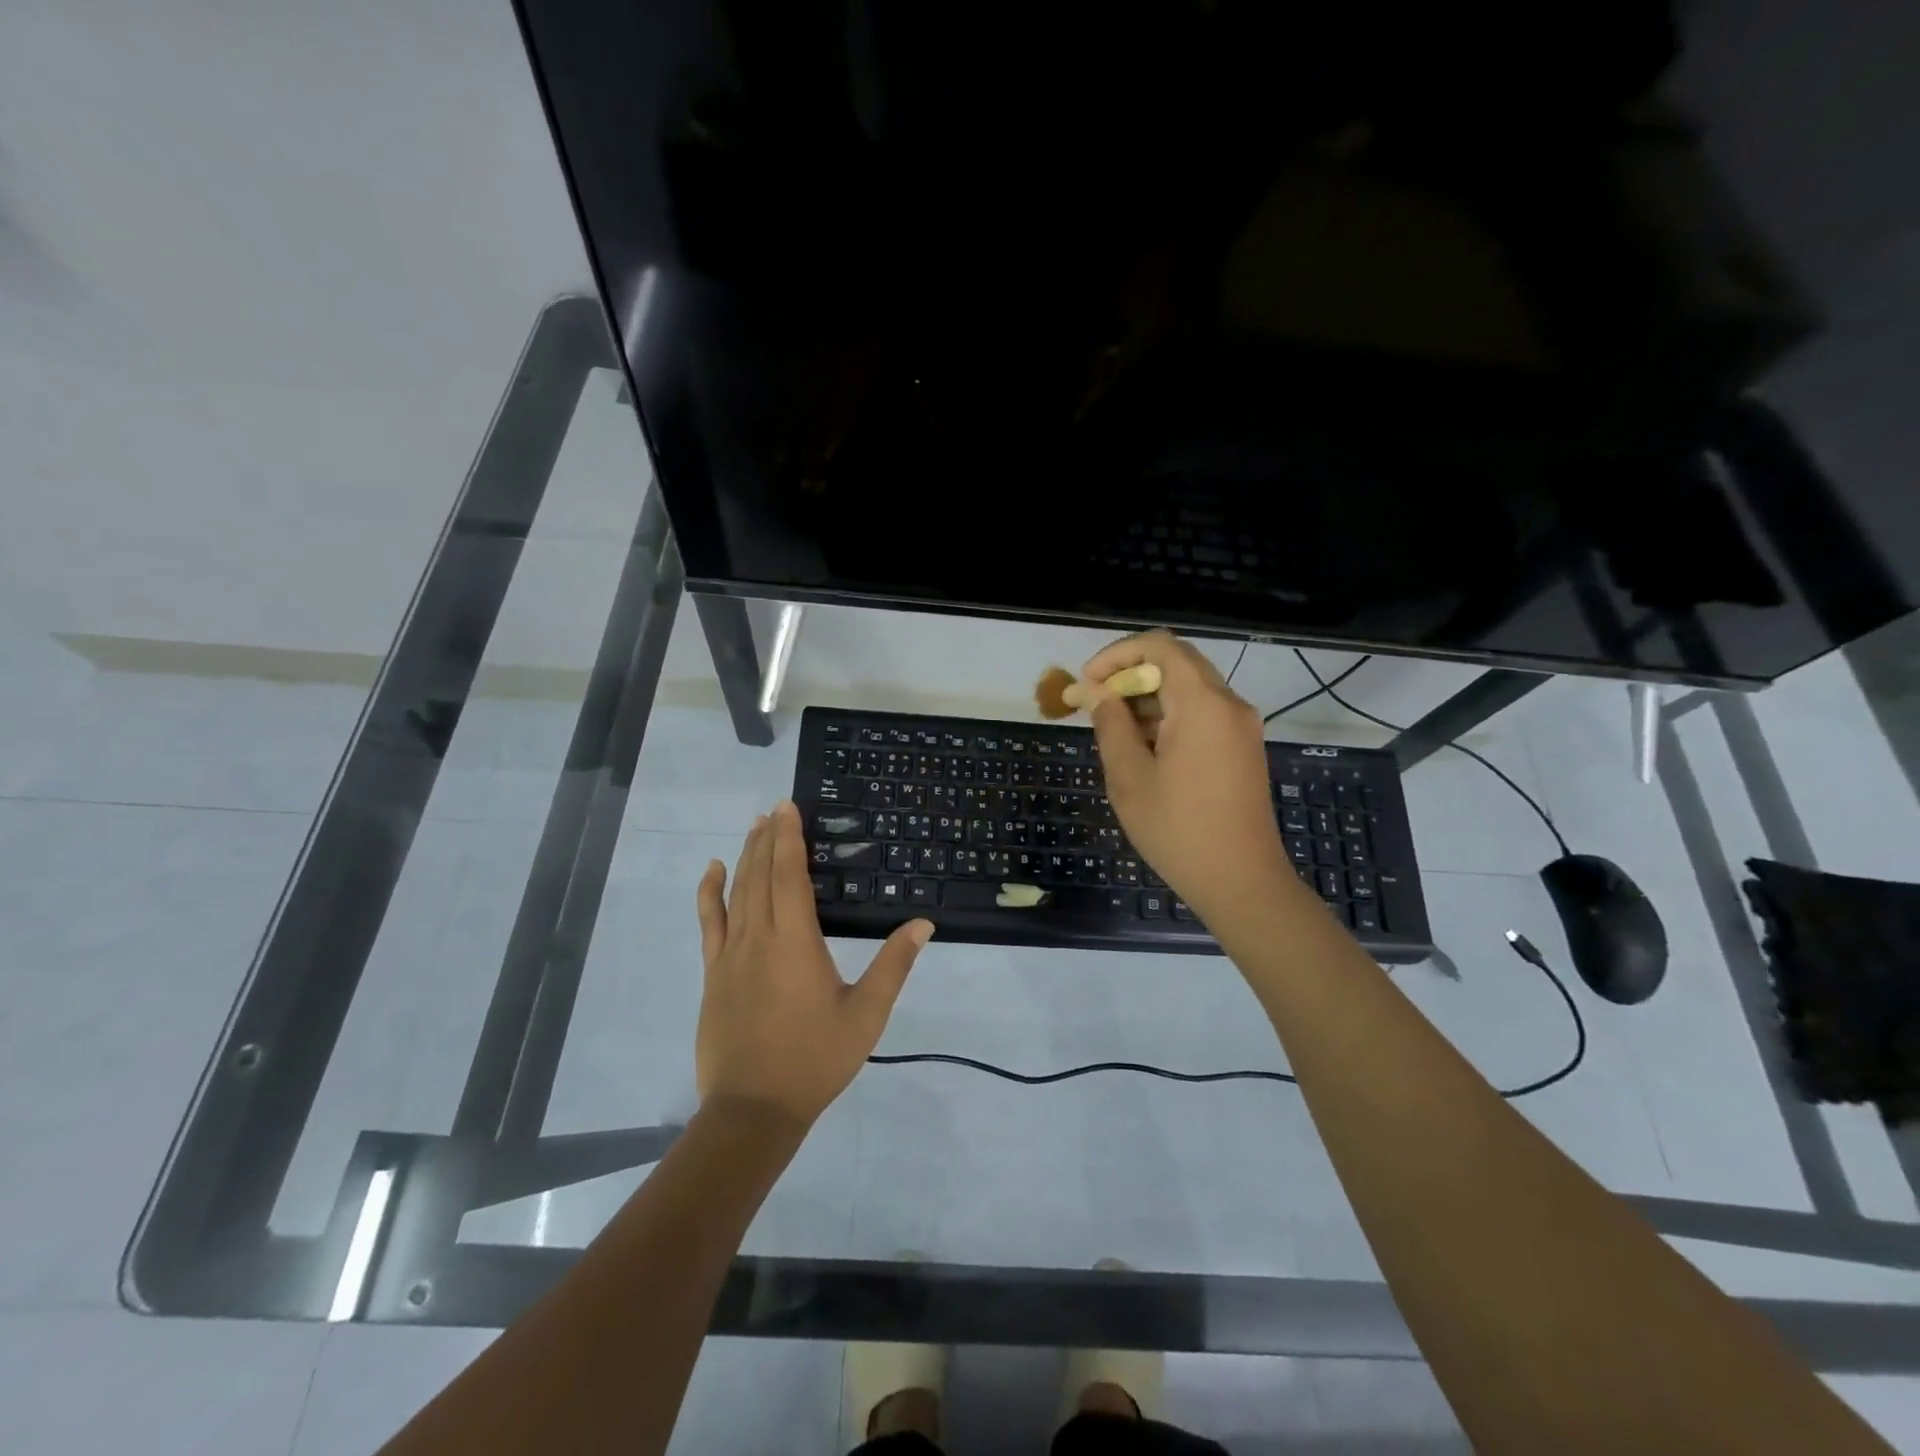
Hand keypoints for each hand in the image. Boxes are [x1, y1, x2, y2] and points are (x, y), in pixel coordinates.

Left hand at [694, 800, 932, 1128]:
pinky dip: (710, 892)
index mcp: (795, 941)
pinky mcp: (713, 974)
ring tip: (754, 826)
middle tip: (775, 808)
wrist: (753, 1109)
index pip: (789, 875)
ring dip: (745, 856)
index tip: (788, 808)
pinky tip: (713, 871)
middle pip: (760, 875)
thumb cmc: (815, 1059)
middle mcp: (758, 937)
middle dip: (768, 838)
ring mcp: (730, 955)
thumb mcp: (866, 1014)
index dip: (789, 838)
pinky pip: (709, 922)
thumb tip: (922, 924)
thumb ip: (893, 965)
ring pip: (736, 892)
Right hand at [1081, 630, 1291, 924]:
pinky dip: (1169, 717)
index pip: (1159, 646)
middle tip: (1096, 706)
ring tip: (1115, 734)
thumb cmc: (1178, 830)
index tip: (1088, 684)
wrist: (1242, 882)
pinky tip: (1145, 751)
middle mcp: (1229, 704)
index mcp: (1203, 704)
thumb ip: (1111, 724)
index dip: (1117, 655)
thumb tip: (1096, 691)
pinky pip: (1202, 713)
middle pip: (1176, 663)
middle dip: (1130, 676)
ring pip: (1189, 689)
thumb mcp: (1130, 777)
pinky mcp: (1243, 747)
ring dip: (1148, 699)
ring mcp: (1241, 726)